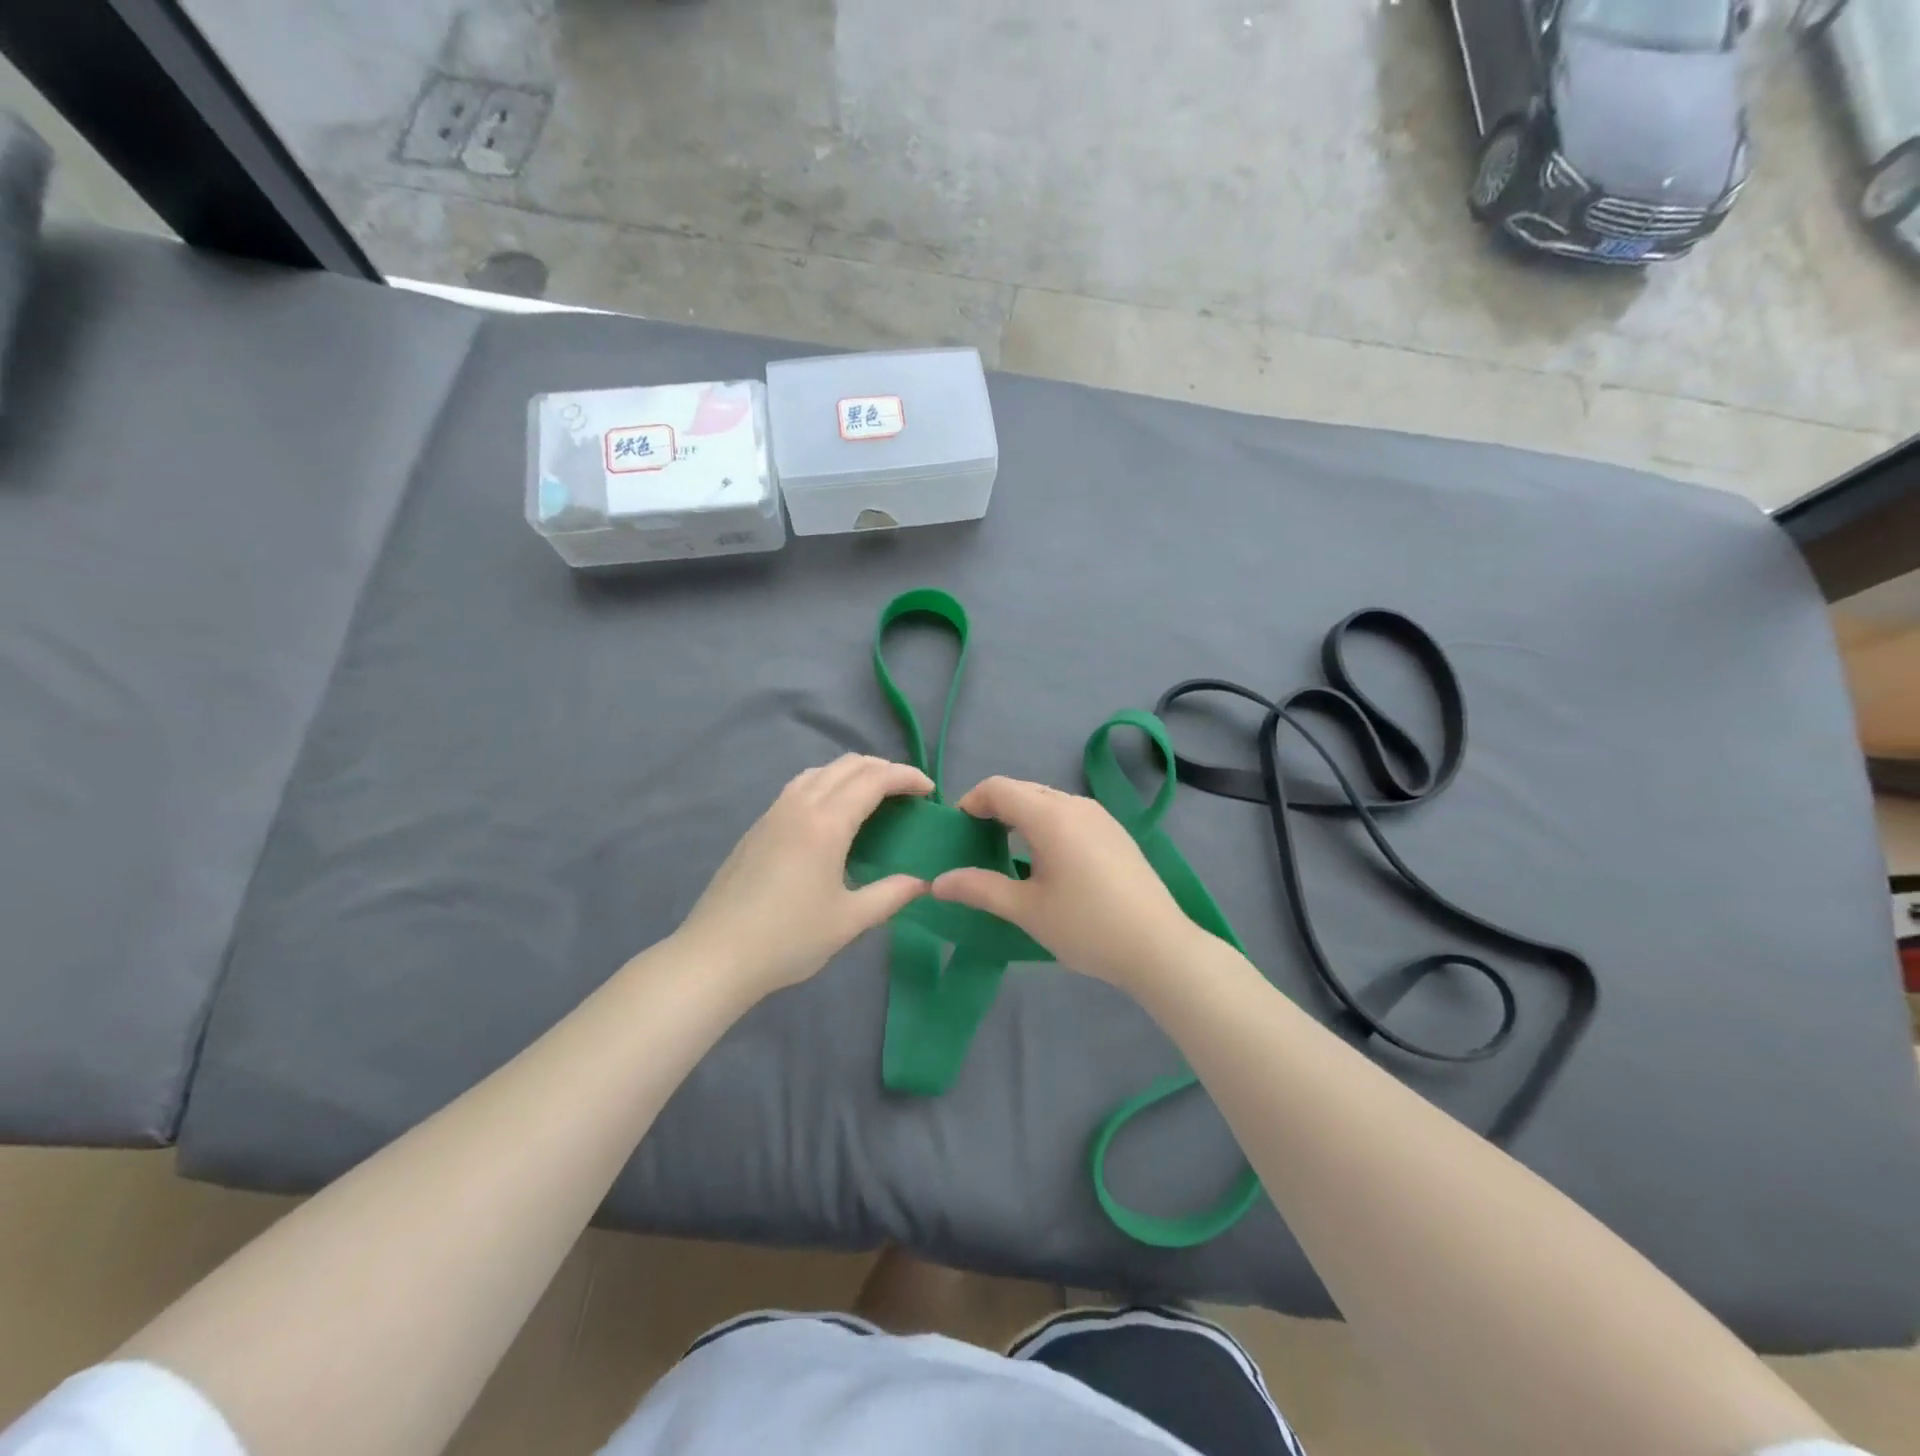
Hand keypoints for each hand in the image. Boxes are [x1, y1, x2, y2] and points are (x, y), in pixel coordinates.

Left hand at [673, 754, 933, 995]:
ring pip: (821, 771)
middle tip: (908, 792)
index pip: (874, 779)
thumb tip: (923, 882)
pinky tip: (833, 815)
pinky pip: (801, 786)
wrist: (715, 956)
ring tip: (874, 797)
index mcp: (826, 823)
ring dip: (854, 773)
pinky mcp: (758, 826)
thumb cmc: (788, 939)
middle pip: (848, 765)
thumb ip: (891, 895)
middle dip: (884, 769)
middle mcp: (800, 805)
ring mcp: (774, 812)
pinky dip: (828, 784)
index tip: (929, 791)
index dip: (906, 777)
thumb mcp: (849, 921)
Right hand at [929, 776, 1199, 989]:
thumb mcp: (1026, 910)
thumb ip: (979, 889)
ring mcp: (1100, 816)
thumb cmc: (1087, 926)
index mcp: (1050, 816)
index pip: (998, 788)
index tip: (957, 831)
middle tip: (976, 844)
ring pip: (1048, 801)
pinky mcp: (1116, 832)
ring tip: (1007, 853)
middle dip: (994, 809)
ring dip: (1021, 816)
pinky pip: (1070, 814)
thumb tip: (936, 882)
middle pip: (1023, 790)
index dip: (971, 802)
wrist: (1159, 947)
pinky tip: (1047, 861)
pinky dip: (1047, 824)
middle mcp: (1075, 804)